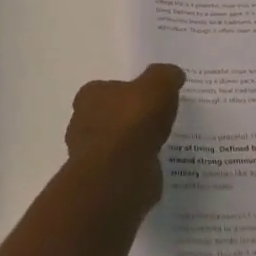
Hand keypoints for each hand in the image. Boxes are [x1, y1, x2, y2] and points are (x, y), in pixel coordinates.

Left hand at [65, 64, 185, 208]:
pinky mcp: (101, 180)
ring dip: (131, 145)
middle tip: (154, 121)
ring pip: (114, 144)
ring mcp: (89, 154)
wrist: (120, 174)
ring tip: (157, 145)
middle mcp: (82, 123)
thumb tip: (173, 74)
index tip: (147, 99)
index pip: (106, 89)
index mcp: (90, 96)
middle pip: (108, 116)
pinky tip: (153, 167)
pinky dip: (134, 167)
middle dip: (127, 119)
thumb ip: (165, 76)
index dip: (126, 92)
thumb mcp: (158, 85)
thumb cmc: (133, 121)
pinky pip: (121, 168)